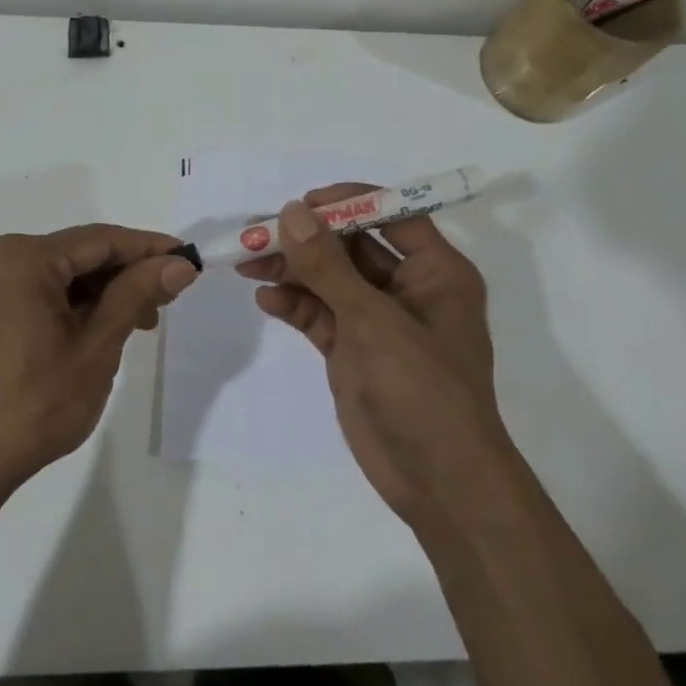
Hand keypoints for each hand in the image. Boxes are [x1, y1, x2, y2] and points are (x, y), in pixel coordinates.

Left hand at [0, 225, 197, 513]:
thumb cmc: (34, 404)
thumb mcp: (96, 347)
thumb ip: (136, 295)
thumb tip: (180, 264)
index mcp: (22, 259)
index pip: (100, 240)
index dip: (149, 247)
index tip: (189, 259)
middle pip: (78, 254)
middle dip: (125, 275)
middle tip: (167, 301)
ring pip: (60, 275)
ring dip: (102, 293)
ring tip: (139, 324)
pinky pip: (38, 292)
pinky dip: (73, 305)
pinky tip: (100, 329)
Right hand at [239, 185, 505, 533]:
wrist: (438, 482)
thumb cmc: (422, 390)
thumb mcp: (373, 321)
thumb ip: (328, 266)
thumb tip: (292, 212)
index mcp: (435, 272)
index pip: (392, 215)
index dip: (348, 202)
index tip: (301, 203)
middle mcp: (408, 290)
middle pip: (352, 247)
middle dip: (307, 239)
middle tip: (258, 233)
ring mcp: (378, 322)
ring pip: (329, 281)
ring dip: (292, 270)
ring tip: (247, 264)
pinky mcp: (353, 351)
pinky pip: (319, 315)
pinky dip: (294, 305)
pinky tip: (266, 300)